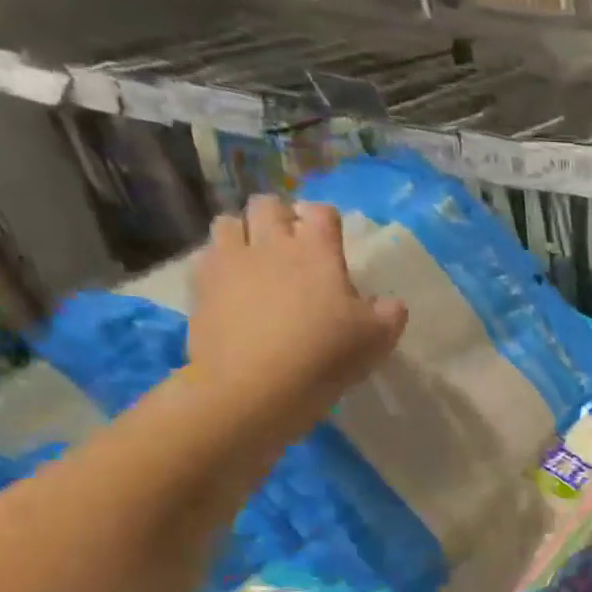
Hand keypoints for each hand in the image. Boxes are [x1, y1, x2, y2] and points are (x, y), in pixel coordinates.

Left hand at [186, 196, 405, 438]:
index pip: (322, 212)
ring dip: (243, 233)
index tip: (332, 241)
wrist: (256, 386)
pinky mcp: (201, 286)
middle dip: (279, 217)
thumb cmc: (325, 355)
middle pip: (268, 205)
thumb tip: (390, 304)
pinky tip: (230, 287)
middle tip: (291, 245)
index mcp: (317, 250)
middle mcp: (271, 244)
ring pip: (228, 222)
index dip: (327, 221)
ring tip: (254, 259)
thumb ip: (389, 314)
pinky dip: (218, 264)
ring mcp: (230, 262)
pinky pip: (205, 257)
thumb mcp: (377, 339)